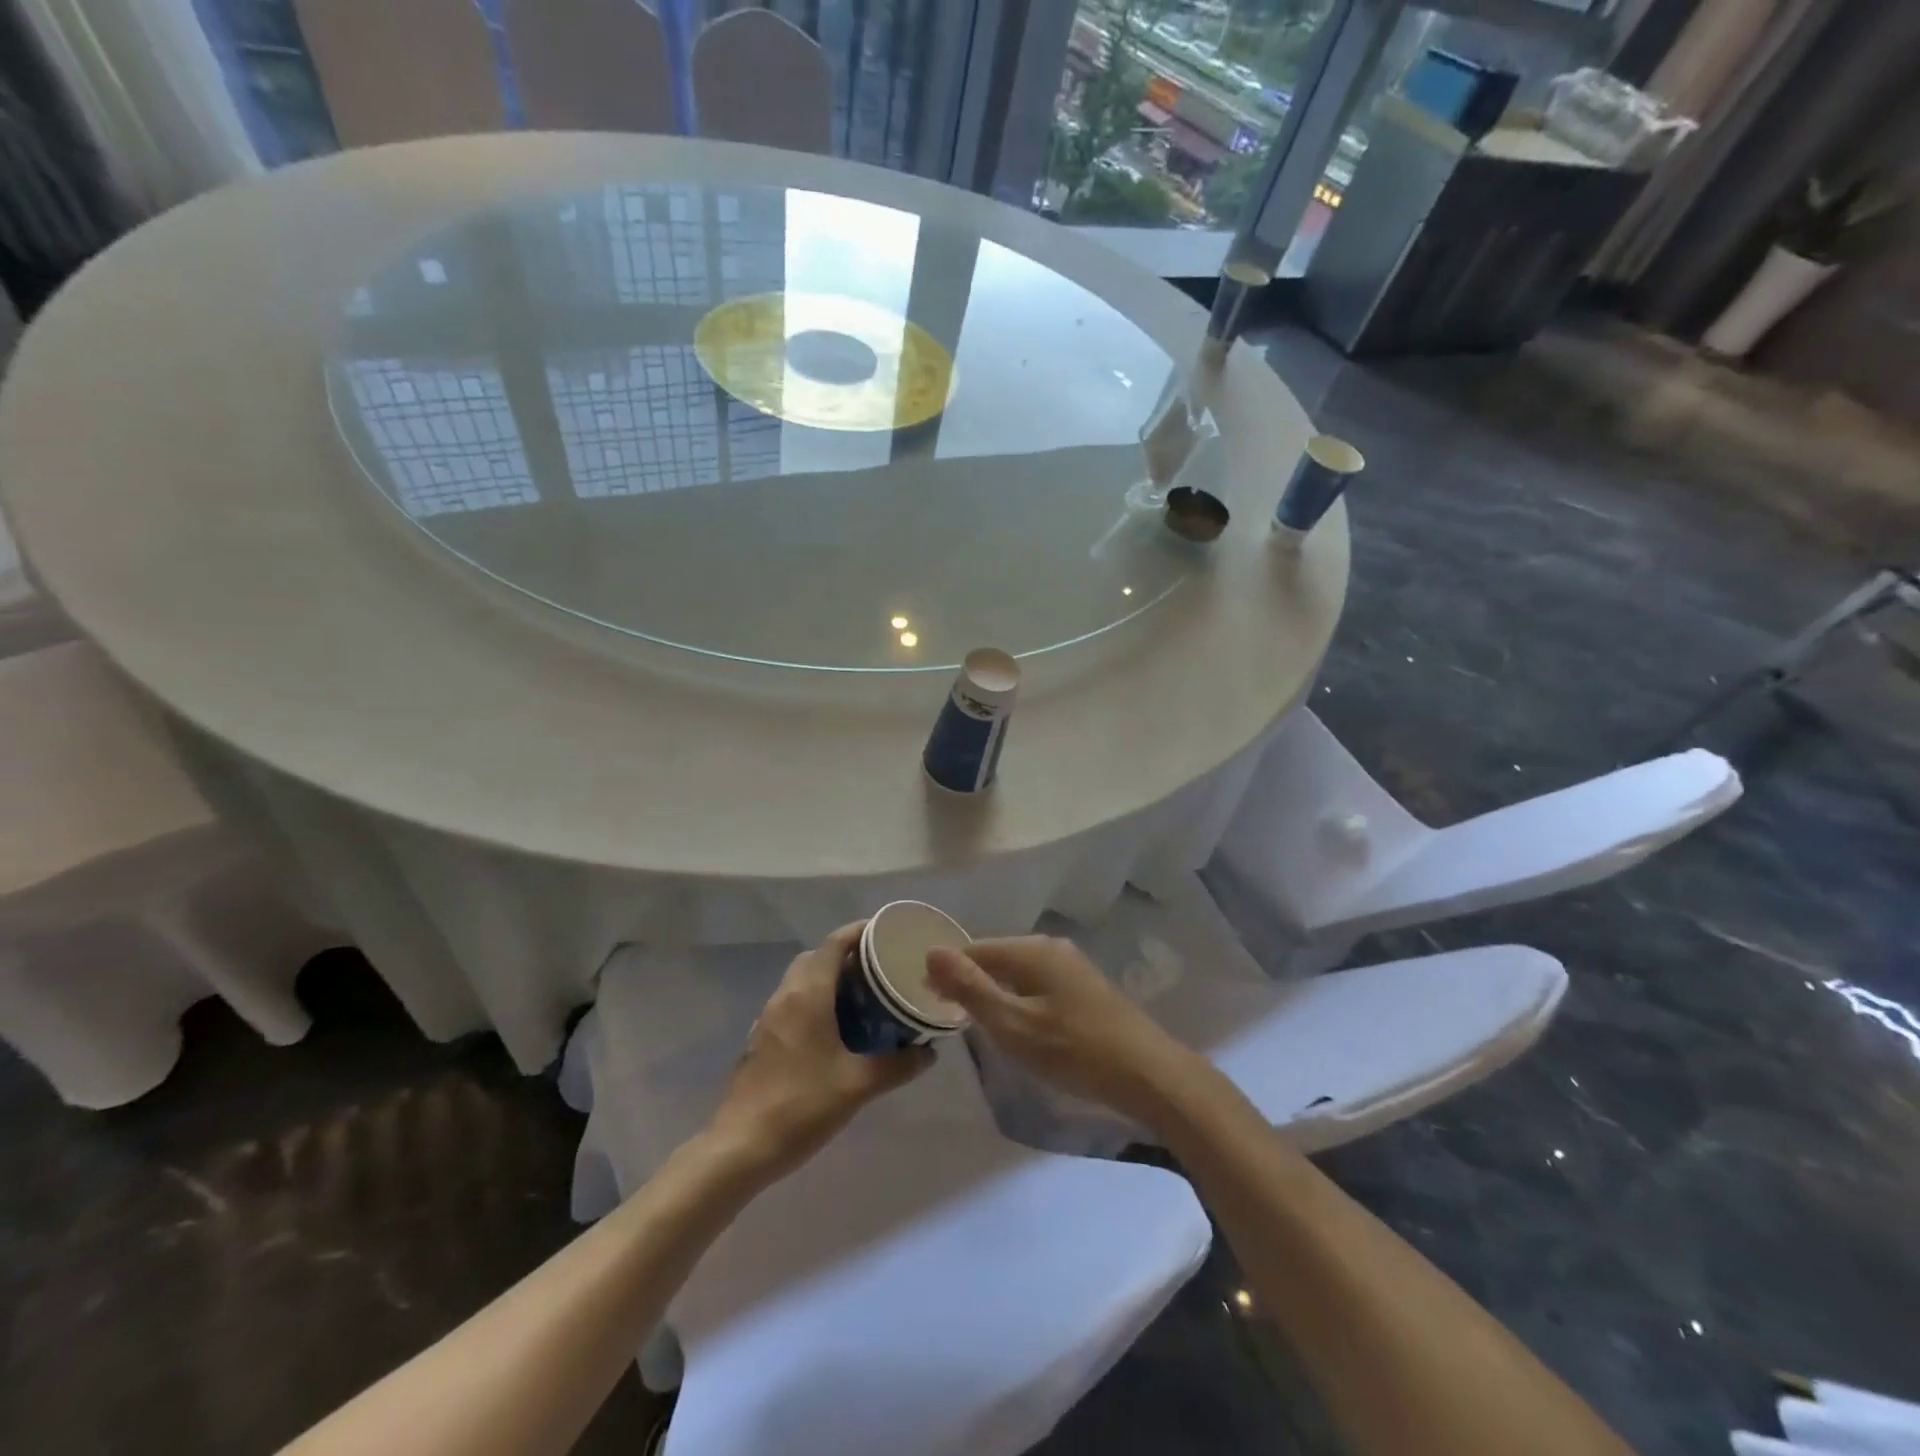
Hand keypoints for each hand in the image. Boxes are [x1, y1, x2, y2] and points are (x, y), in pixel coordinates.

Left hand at [705, 923, 931, 1185]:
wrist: (740, 1148)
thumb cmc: (802, 1105)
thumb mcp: (858, 1085)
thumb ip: (897, 1065)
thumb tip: (929, 1052)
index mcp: (808, 995)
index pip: (834, 943)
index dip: (859, 932)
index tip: (887, 934)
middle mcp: (785, 996)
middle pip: (816, 957)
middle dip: (846, 955)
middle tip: (879, 969)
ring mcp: (768, 1018)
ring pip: (801, 980)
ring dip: (828, 978)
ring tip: (862, 998)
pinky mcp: (761, 1039)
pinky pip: (792, 1003)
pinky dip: (814, 1001)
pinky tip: (834, 1031)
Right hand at [926, 936, 1201, 1128]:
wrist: (1149, 1075)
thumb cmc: (1074, 1050)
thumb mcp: (1013, 1024)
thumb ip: (970, 989)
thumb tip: (931, 952)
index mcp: (1032, 950)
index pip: (975, 949)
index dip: (948, 973)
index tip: (929, 1001)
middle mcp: (1052, 947)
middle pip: (997, 957)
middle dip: (972, 982)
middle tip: (952, 1019)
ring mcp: (1072, 967)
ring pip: (1019, 973)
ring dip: (996, 994)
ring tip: (981, 1026)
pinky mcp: (1086, 989)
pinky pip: (1038, 985)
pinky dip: (1021, 1001)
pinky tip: (1021, 1028)